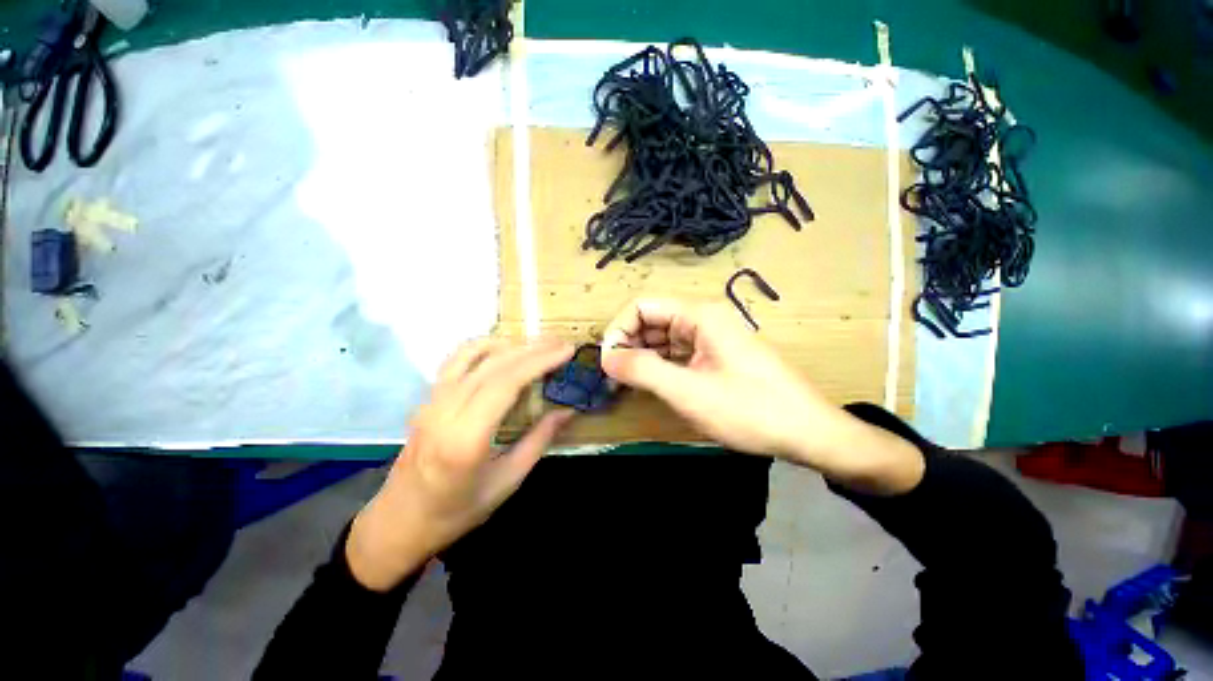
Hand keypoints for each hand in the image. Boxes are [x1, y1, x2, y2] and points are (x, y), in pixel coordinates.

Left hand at [346, 337, 575, 590]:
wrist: (399, 521)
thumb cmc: (456, 511)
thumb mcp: (507, 482)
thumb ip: (538, 441)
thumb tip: (568, 411)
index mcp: (466, 438)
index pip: (506, 383)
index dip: (539, 361)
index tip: (566, 350)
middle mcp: (445, 411)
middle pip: (494, 365)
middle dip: (532, 348)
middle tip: (561, 341)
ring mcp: (432, 401)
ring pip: (474, 356)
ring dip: (510, 344)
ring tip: (538, 342)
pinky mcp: (428, 398)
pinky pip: (455, 360)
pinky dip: (482, 346)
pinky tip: (502, 348)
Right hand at [600, 298, 922, 493]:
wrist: (808, 432)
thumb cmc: (749, 409)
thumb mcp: (688, 391)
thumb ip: (642, 369)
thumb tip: (604, 356)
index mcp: (698, 315)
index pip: (641, 306)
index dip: (618, 330)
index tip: (607, 363)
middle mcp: (703, 318)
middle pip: (651, 320)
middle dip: (628, 344)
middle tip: (614, 377)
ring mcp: (710, 337)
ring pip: (662, 337)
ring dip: (642, 356)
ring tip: (628, 383)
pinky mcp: (715, 355)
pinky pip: (677, 352)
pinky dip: (660, 365)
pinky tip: (652, 384)